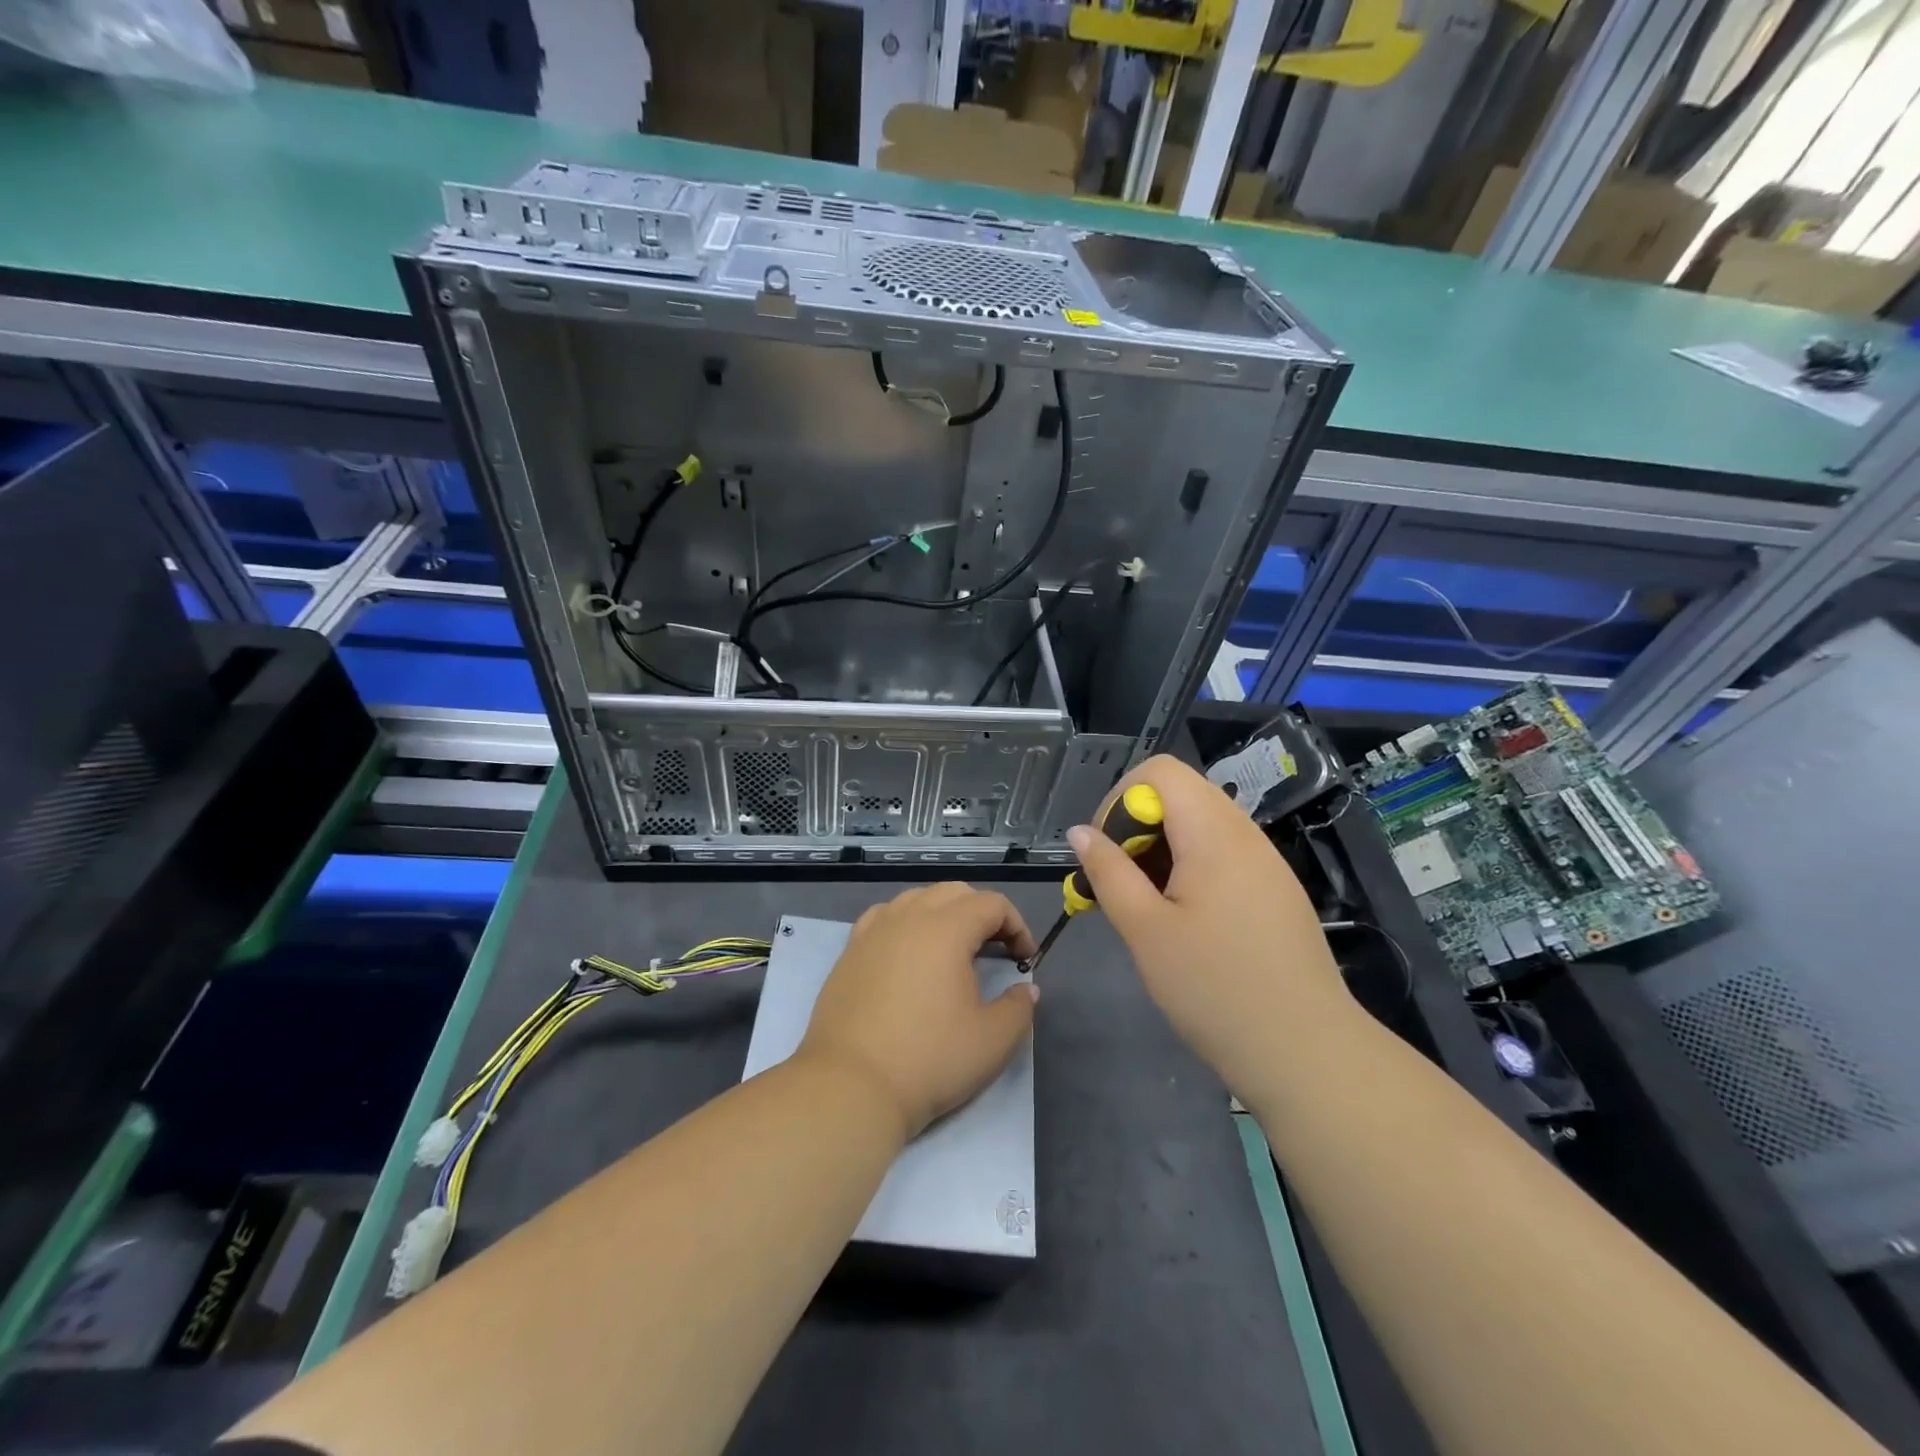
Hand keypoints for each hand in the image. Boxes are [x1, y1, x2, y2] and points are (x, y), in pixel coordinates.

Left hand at [798, 883, 1038, 1139]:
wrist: (852, 1085)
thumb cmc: (929, 1059)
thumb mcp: (993, 1040)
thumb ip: (1019, 1007)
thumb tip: (1025, 988)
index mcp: (947, 929)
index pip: (992, 904)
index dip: (1017, 926)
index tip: (1025, 960)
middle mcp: (908, 917)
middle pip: (954, 893)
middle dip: (982, 913)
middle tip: (996, 950)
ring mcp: (874, 931)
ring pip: (916, 899)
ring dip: (943, 913)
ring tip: (953, 950)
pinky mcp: (850, 951)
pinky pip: (885, 917)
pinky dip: (906, 923)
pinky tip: (908, 952)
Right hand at [1067, 756, 1350, 1101]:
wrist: (1306, 1052)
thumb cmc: (1215, 988)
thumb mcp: (1145, 930)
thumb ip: (1108, 872)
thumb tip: (1080, 832)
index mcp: (1214, 833)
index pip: (1160, 771)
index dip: (1121, 800)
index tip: (1110, 853)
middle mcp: (1246, 834)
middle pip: (1181, 794)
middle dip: (1139, 827)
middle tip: (1123, 883)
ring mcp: (1267, 862)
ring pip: (1202, 824)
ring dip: (1163, 849)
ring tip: (1149, 906)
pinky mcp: (1277, 890)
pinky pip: (1224, 853)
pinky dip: (1192, 868)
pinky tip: (1186, 920)